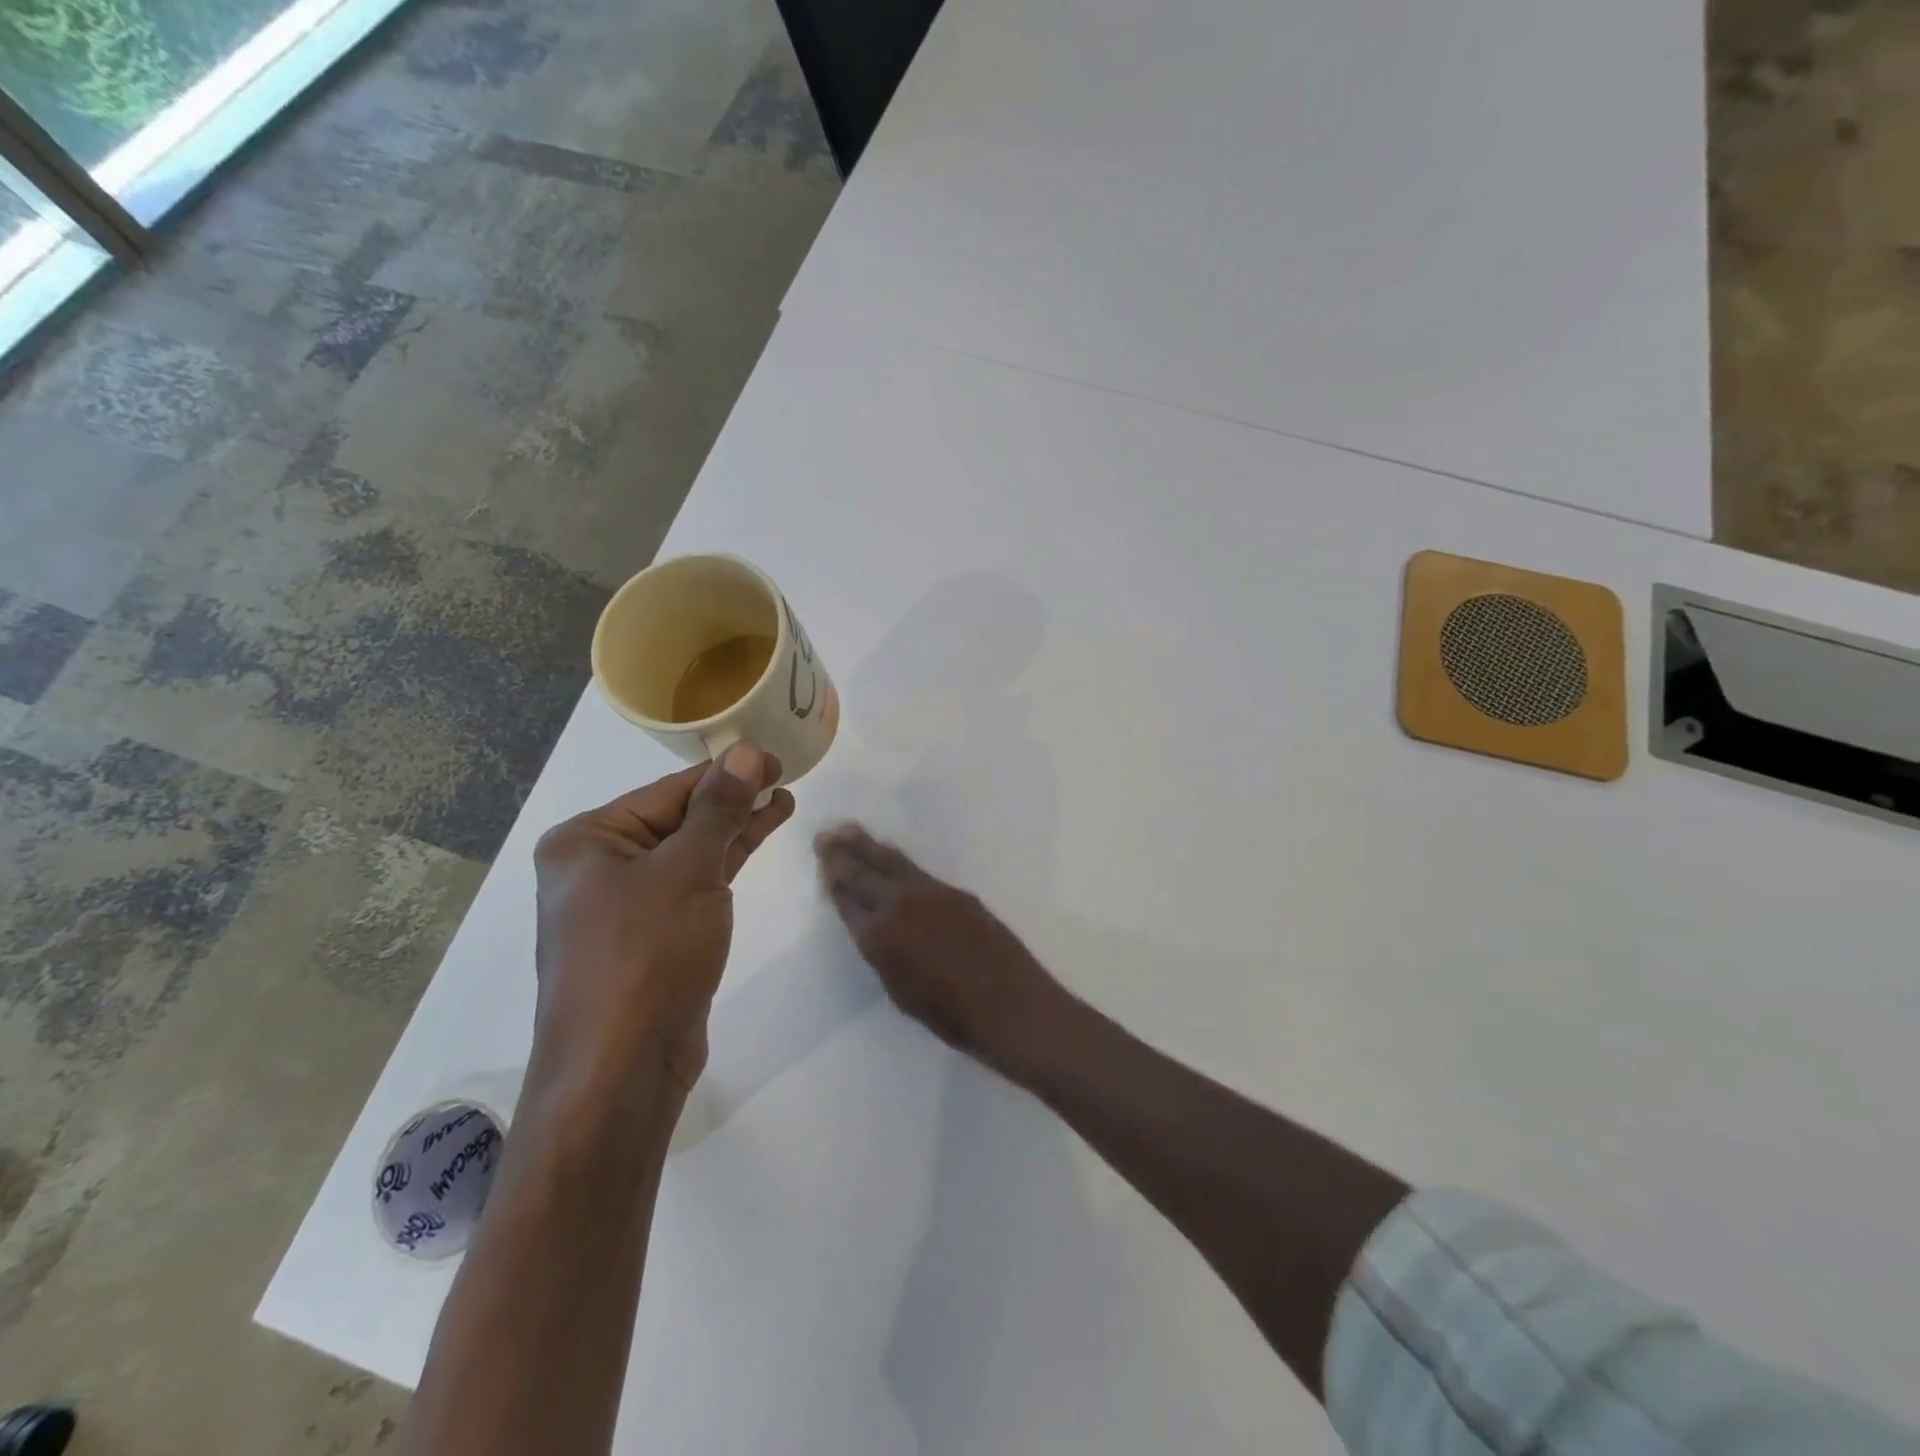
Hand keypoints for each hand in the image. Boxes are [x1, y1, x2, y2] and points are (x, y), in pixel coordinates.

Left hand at [532, 745, 794, 1097]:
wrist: (621, 1068)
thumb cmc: (646, 954)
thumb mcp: (688, 870)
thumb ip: (719, 808)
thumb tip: (746, 751)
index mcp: (586, 842)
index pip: (669, 792)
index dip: (726, 772)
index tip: (774, 756)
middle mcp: (597, 868)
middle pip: (678, 819)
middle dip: (733, 800)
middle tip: (785, 776)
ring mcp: (623, 905)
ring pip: (689, 852)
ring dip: (734, 829)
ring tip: (782, 802)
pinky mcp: (651, 937)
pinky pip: (691, 885)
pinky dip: (724, 863)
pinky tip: (755, 841)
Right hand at [815, 824, 1067, 1071]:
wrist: (1009, 1004)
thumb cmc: (951, 1016)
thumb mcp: (900, 991)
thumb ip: (883, 954)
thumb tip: (876, 930)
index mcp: (879, 937)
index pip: (847, 903)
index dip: (834, 884)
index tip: (823, 867)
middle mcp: (899, 905)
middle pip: (863, 873)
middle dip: (841, 855)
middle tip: (824, 836)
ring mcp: (930, 893)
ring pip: (891, 862)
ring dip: (868, 846)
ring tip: (849, 830)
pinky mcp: (956, 891)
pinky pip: (916, 869)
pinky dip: (896, 859)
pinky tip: (890, 855)